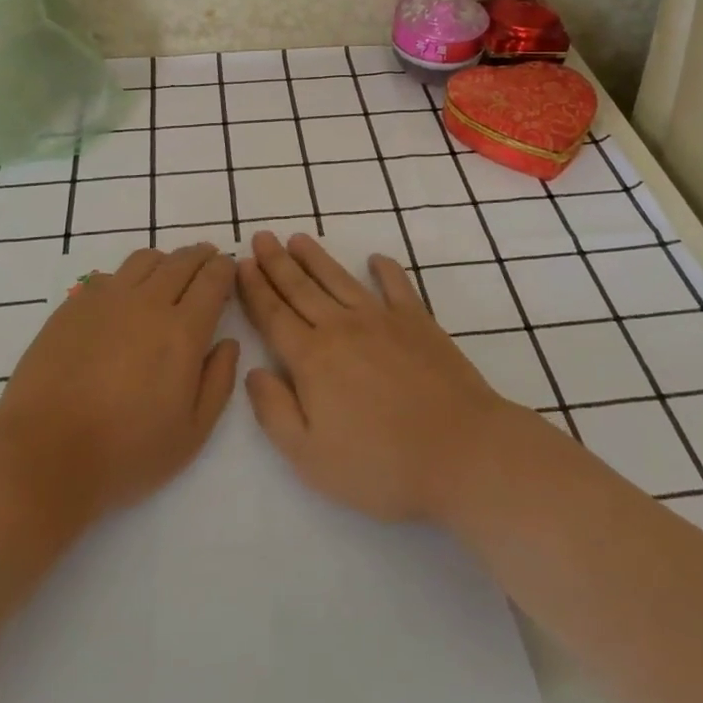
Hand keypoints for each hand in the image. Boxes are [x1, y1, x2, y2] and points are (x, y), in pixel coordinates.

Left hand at [0, 243, 239, 526]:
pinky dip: (128, 277)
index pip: (212, 280)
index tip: (229, 268)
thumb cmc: (125, 454)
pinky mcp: (72, 307)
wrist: (43, 456)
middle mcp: (147, 303)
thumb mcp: (192, 434)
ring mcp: (105, 300)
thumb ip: (218, 382)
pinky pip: (109, 276)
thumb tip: (228, 343)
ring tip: (168, 275)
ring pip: (144, 260)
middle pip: (181, 261)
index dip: (225, 268)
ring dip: (165, 261)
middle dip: (200, 256)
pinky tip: (124, 298)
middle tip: (208, 261)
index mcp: (182, 332)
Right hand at [237, 231, 516, 523]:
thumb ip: (275, 412)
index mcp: (312, 359)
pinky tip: (375, 258)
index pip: (274, 315)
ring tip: (298, 239)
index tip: (241, 264)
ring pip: (340, 280)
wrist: (461, 452)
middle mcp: (342, 328)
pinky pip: (397, 285)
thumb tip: (253, 371)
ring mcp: (383, 319)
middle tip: (261, 237)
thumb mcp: (310, 457)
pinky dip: (385, 269)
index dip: (255, 289)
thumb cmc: (380, 465)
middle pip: (301, 289)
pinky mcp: (419, 322)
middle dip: (277, 262)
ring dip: (316, 258)